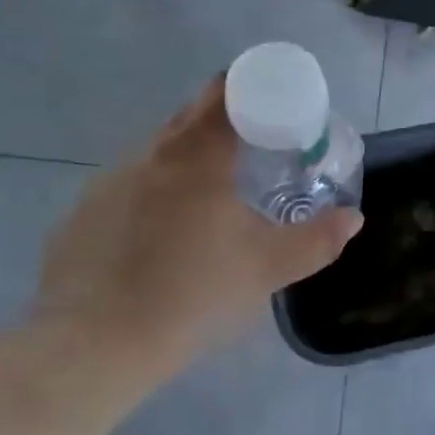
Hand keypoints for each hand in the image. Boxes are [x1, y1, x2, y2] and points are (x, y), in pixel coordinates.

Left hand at [34, 78, 362, 374]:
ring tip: (210, 203)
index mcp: (197, 155)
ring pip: (158, 154)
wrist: (94, 345)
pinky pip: (128, 187)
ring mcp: (108, 182)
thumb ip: (317, 240)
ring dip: (187, 163)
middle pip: (191, 118)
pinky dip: (153, 196)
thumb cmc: (193, 294)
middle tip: (255, 155)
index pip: (226, 92)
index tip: (275, 110)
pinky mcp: (82, 213)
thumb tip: (353, 218)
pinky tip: (161, 239)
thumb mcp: (267, 269)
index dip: (253, 89)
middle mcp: (149, 154)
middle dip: (225, 125)